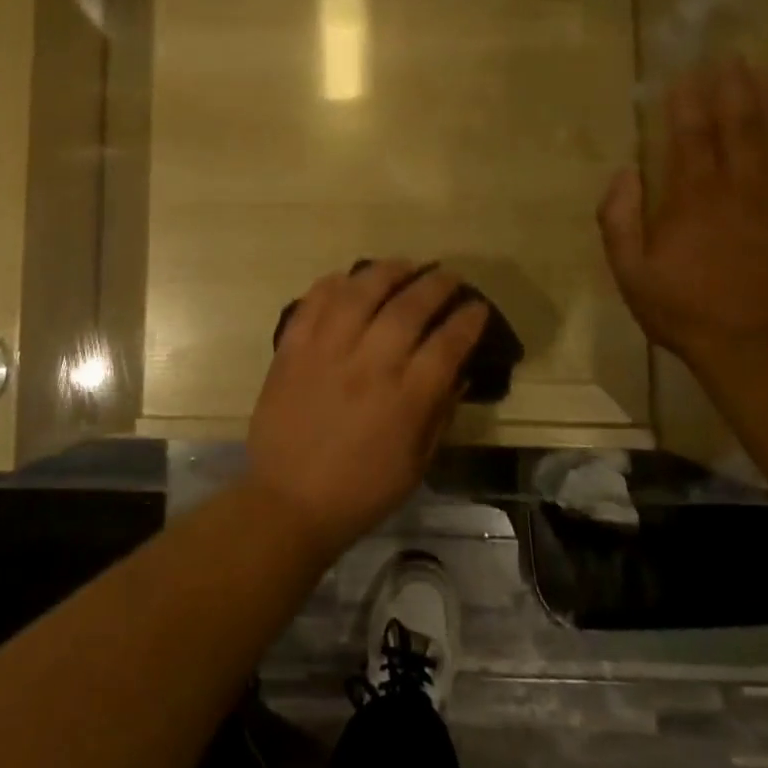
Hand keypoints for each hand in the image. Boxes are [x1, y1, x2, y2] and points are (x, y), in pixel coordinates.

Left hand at [246, 262, 488, 554]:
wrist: (289, 501)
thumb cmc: (361, 491)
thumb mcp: (417, 463)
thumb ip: (439, 412)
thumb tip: (458, 371)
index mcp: (405, 399)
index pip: (447, 344)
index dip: (468, 320)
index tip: (477, 306)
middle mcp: (368, 366)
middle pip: (408, 308)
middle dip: (435, 285)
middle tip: (448, 276)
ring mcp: (325, 352)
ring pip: (360, 293)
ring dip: (386, 272)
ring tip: (404, 266)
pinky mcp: (291, 350)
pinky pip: (313, 304)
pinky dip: (332, 285)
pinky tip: (347, 279)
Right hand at [600, 57, 767, 360]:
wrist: (756, 347)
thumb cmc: (682, 309)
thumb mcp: (630, 271)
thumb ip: (618, 219)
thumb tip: (624, 173)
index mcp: (694, 199)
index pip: (691, 136)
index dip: (688, 102)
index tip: (686, 73)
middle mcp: (741, 190)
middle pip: (741, 126)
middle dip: (734, 88)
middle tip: (732, 57)